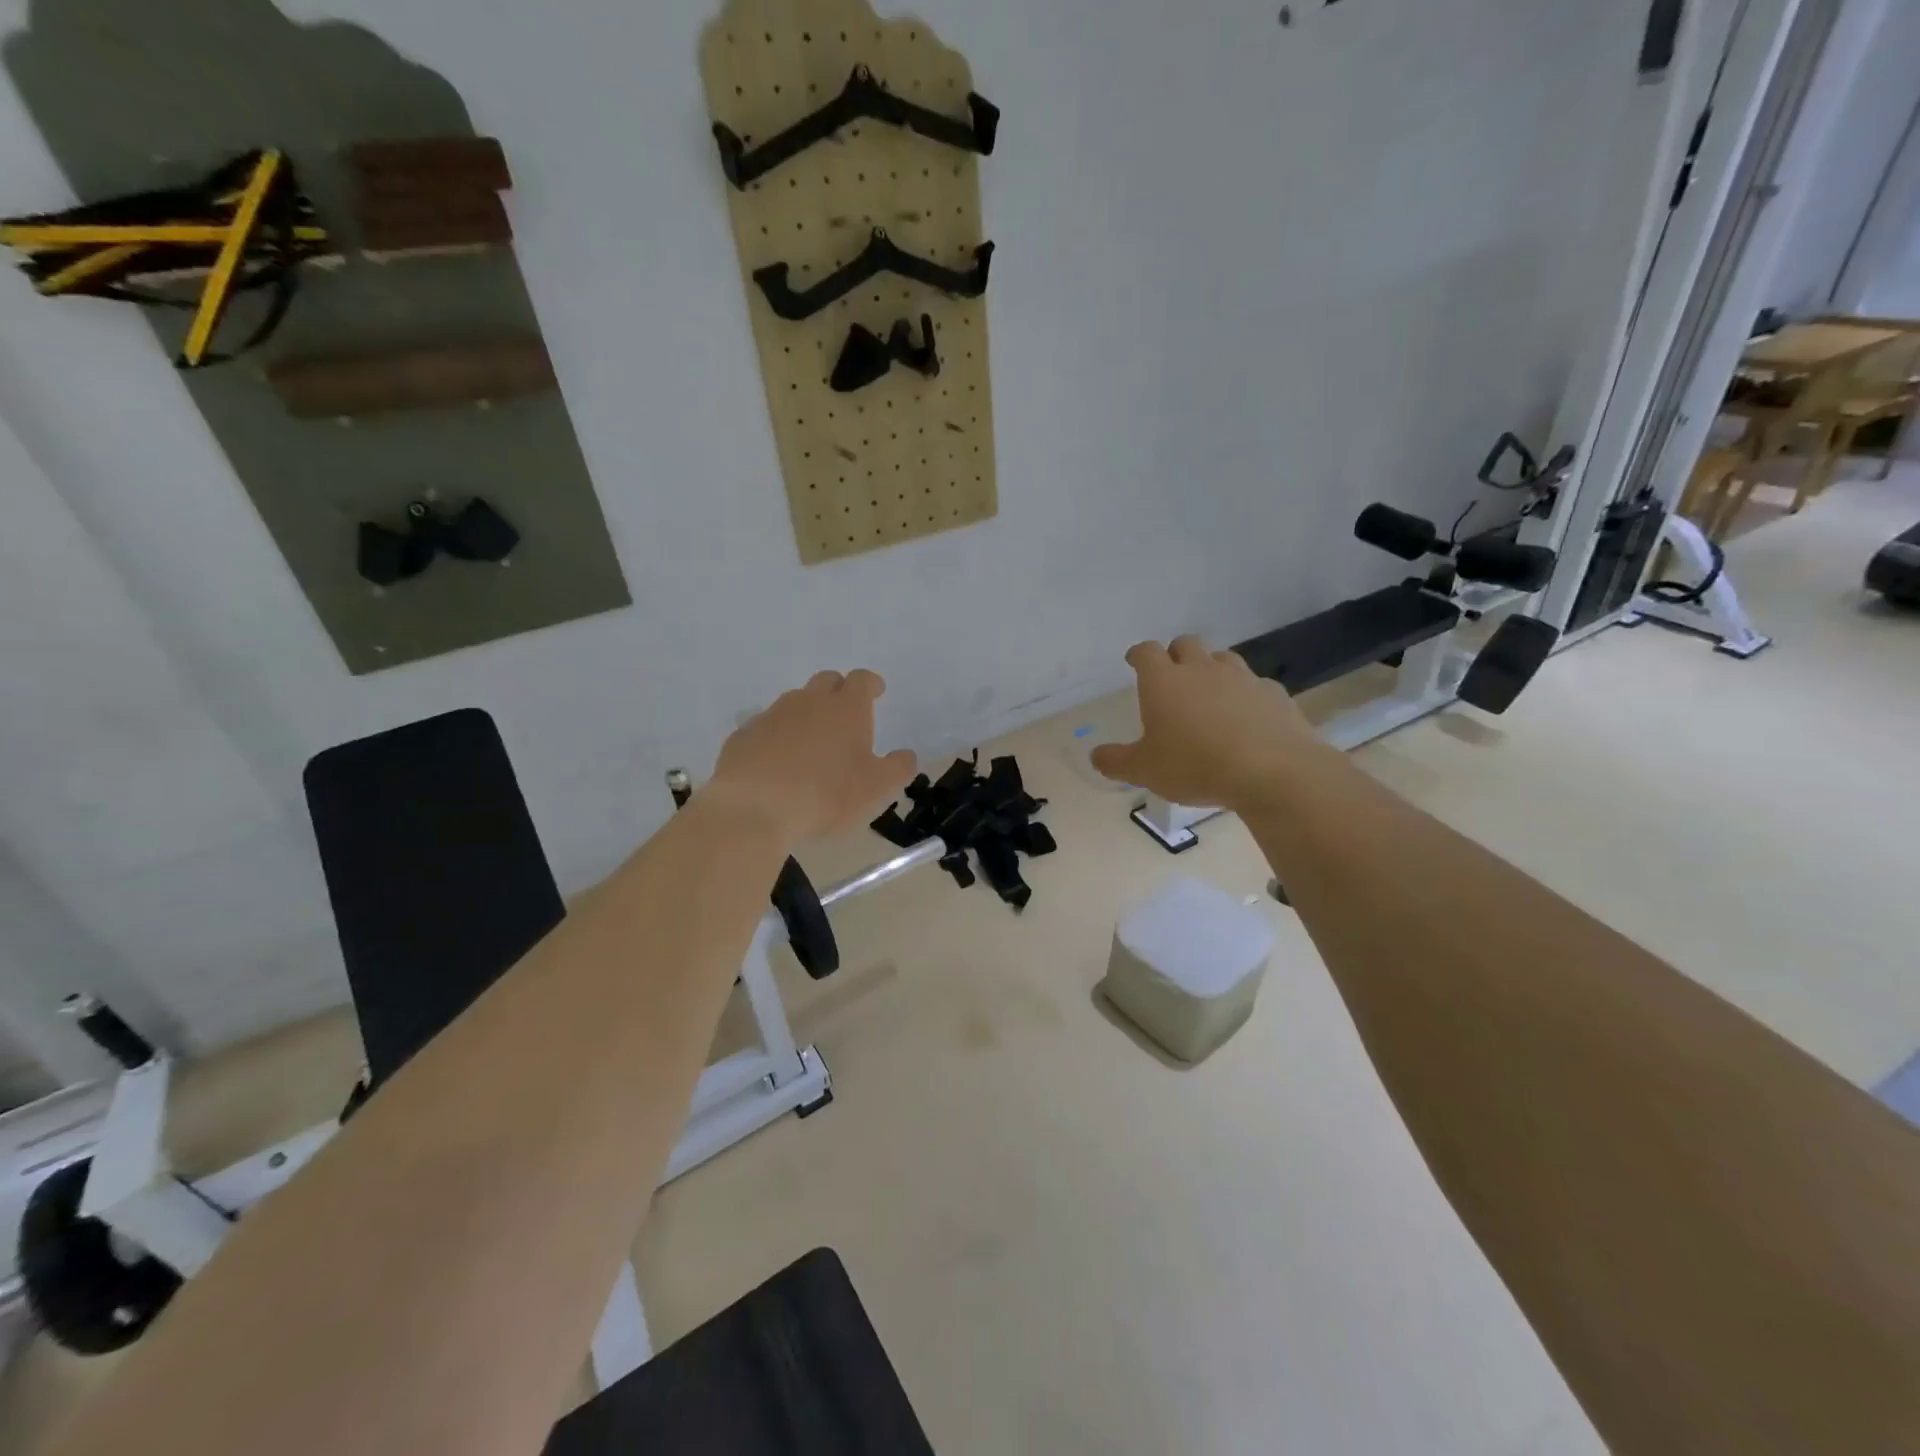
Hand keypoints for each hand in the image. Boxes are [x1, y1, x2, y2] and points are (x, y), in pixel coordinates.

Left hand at [710, 670, 917, 842]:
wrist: (754, 809)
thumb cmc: (826, 796)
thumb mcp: (877, 789)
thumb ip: (898, 768)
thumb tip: (906, 755)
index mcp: (846, 709)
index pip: (862, 680)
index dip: (871, 684)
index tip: (876, 691)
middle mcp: (808, 702)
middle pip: (826, 681)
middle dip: (839, 691)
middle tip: (845, 713)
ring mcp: (771, 716)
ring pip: (794, 702)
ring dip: (806, 714)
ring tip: (811, 742)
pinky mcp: (743, 736)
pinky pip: (765, 727)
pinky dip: (776, 737)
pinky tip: (777, 762)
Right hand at [1092, 637, 1325, 809]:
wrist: (1272, 771)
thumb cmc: (1195, 765)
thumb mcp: (1144, 771)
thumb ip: (1116, 761)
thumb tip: (1096, 756)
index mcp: (1164, 682)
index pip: (1145, 651)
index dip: (1138, 654)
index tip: (1134, 661)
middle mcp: (1201, 670)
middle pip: (1186, 643)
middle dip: (1175, 654)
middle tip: (1172, 676)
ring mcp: (1242, 678)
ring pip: (1223, 658)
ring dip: (1212, 669)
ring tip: (1209, 694)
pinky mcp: (1274, 694)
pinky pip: (1255, 685)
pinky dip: (1246, 695)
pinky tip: (1246, 717)